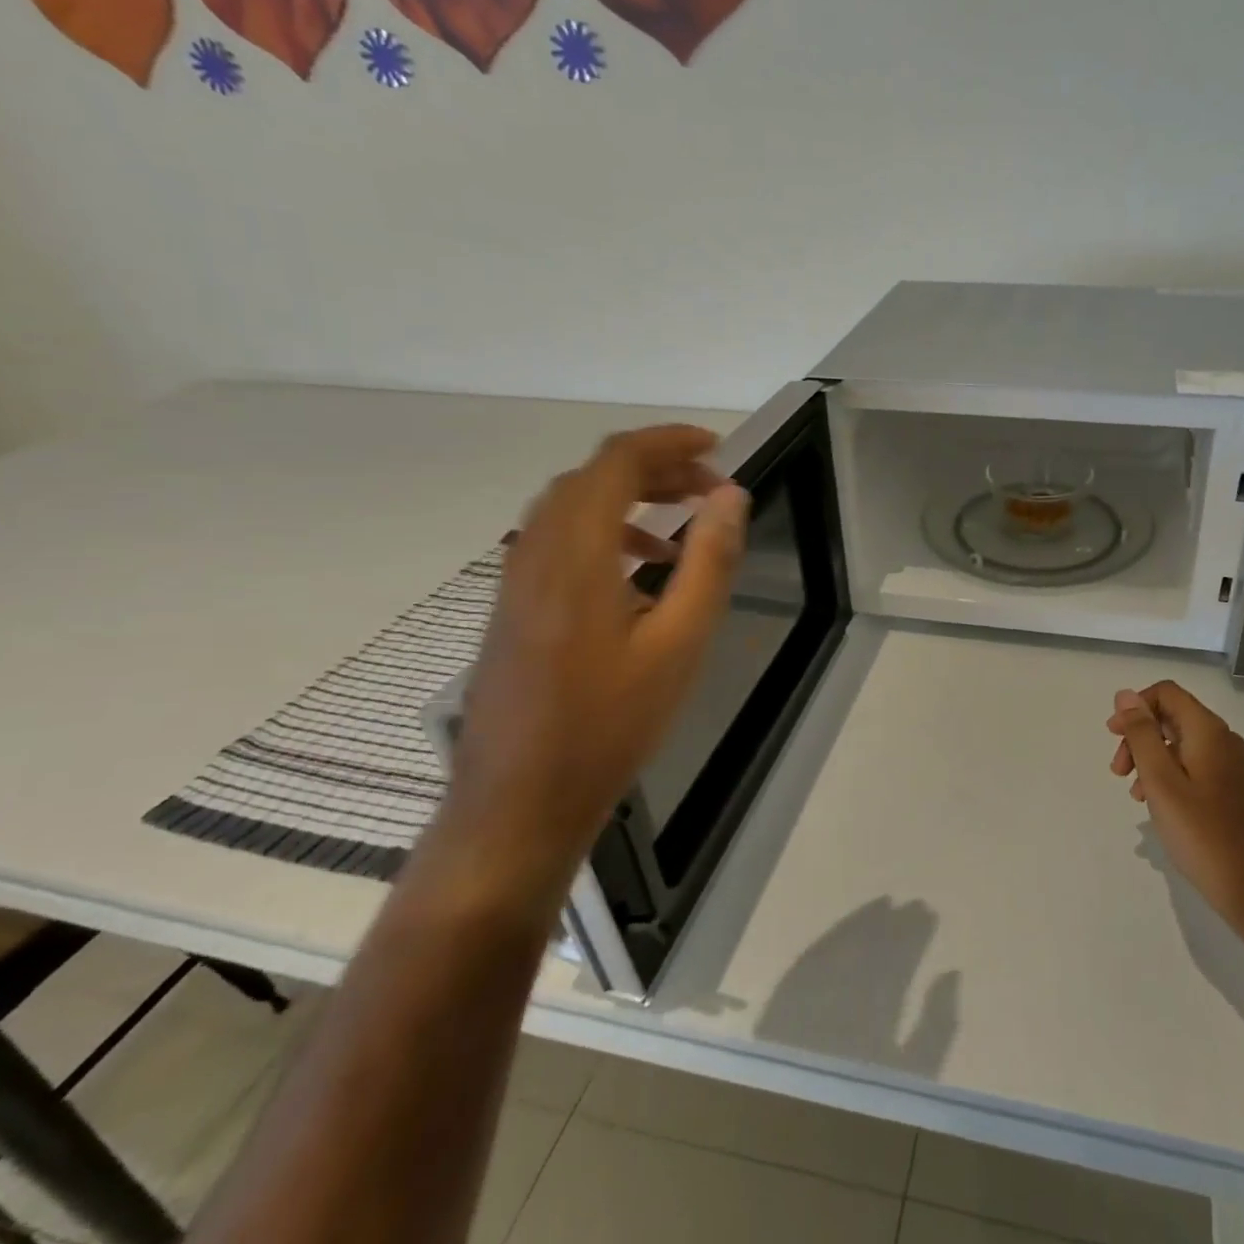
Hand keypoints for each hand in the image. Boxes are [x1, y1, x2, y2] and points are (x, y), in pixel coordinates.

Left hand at [443, 426, 748, 900]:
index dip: (669, 442)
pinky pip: (559, 539)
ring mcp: (517, 579)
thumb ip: (709, 561)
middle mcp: (535, 551)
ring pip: (573, 505)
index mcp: (575, 553)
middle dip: (656, 467)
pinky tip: (642, 570)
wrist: (519, 802)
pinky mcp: (513, 605)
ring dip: (630, 496)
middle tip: (711, 487)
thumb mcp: (679, 642)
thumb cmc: (609, 723)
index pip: (616, 461)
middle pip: (593, 476)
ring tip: (685, 520)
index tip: (718, 448)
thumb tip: (730, 496)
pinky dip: (606, 530)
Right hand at [1106, 682, 1243, 939]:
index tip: (1113, 736)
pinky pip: (1197, 767)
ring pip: (1183, 744)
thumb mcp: (1161, 782)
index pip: (1166, 693)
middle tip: (1119, 771)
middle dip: (1139, 737)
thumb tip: (1125, 695)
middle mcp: (1225, 741)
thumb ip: (1142, 735)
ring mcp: (1235, 768)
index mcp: (1208, 732)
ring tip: (1137, 795)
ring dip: (1152, 759)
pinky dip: (1172, 776)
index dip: (1135, 707)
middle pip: (1173, 718)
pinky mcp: (1237, 792)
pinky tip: (1162, 807)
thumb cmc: (1202, 835)